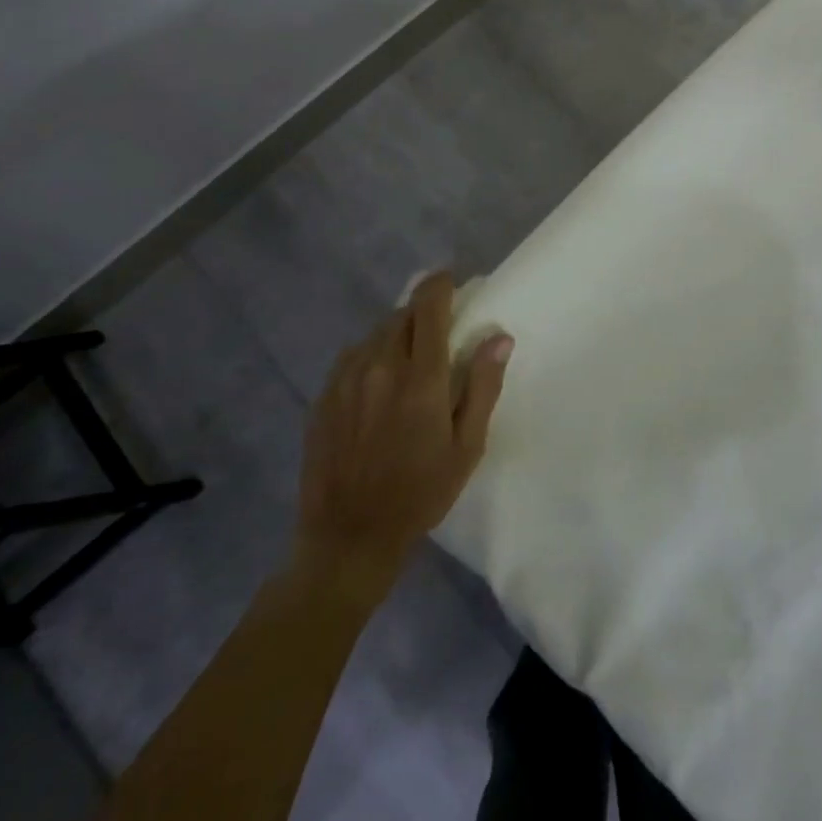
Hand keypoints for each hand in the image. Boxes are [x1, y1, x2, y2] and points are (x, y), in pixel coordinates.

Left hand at [294, 272, 511, 606]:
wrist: (347, 539)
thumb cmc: (420, 494)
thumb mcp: (466, 447)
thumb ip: (482, 386)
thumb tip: (499, 337)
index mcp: (419, 376)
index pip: (429, 305)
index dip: (440, 283)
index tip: (451, 280)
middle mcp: (379, 366)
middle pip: (402, 314)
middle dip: (423, 311)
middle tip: (439, 328)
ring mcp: (344, 380)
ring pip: (376, 333)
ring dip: (397, 333)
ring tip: (409, 358)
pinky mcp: (323, 397)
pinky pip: (352, 356)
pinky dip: (371, 355)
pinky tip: (378, 383)